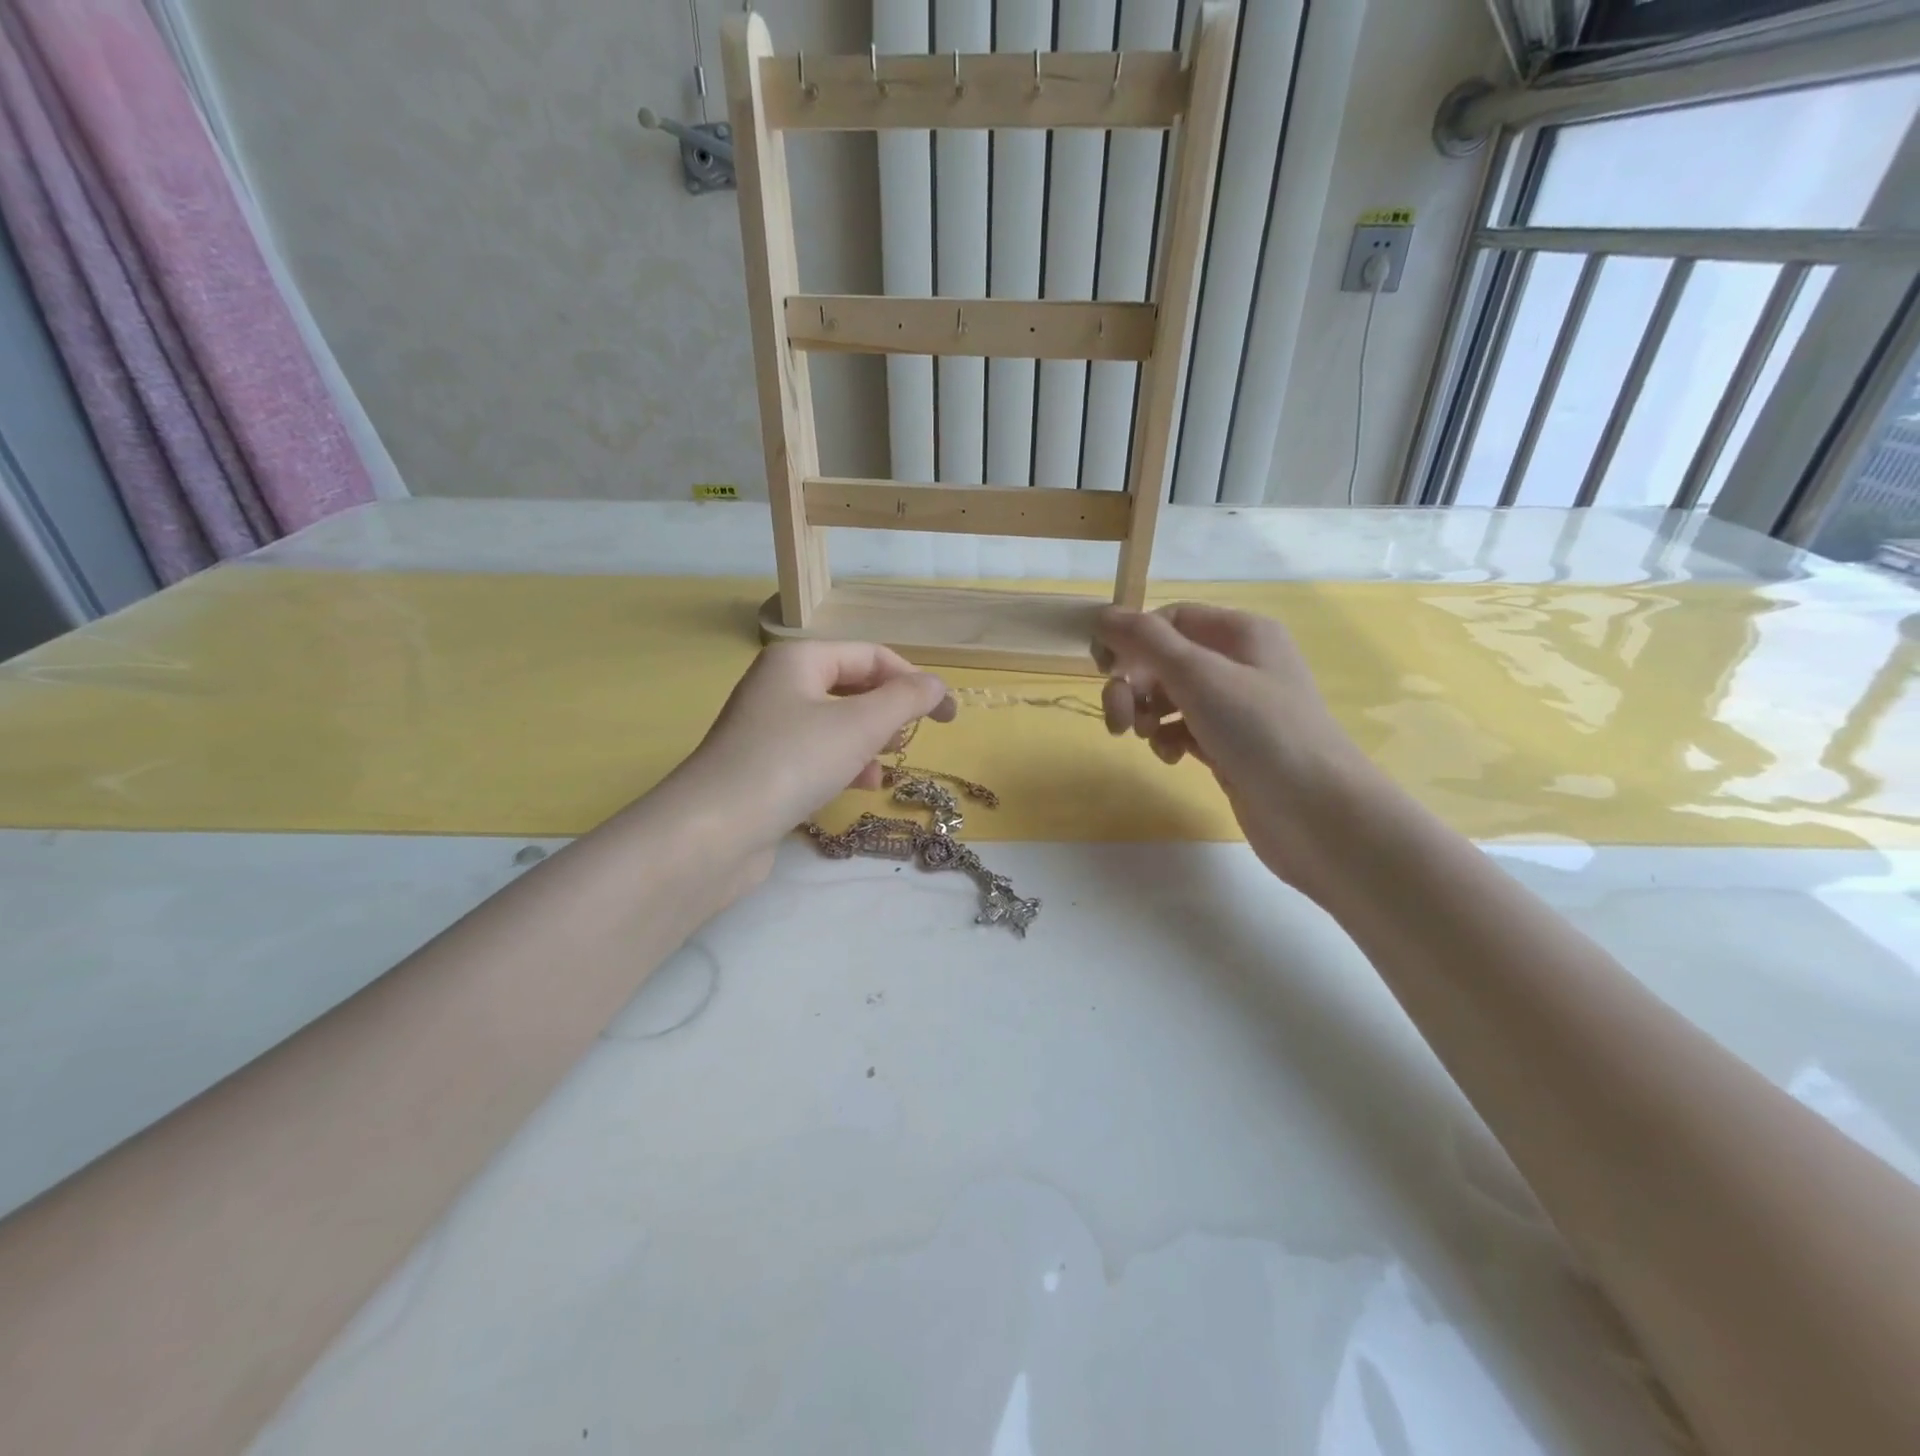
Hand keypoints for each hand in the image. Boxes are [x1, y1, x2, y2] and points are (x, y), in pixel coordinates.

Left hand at [656, 641, 954, 883]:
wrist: (713, 831)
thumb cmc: (792, 762)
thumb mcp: (860, 725)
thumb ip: (906, 700)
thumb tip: (937, 686)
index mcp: (798, 659)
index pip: (871, 655)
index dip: (914, 680)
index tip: (947, 715)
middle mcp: (779, 685)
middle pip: (852, 686)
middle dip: (889, 710)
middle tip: (915, 737)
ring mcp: (767, 727)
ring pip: (836, 722)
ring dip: (870, 739)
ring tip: (889, 764)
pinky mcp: (763, 766)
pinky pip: (816, 753)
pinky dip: (844, 763)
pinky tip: (861, 787)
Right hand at [1094, 603, 1384, 901]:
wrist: (1318, 813)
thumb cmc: (1261, 731)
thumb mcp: (1199, 676)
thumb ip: (1146, 642)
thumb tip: (1103, 616)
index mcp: (1241, 633)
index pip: (1171, 619)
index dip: (1133, 638)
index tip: (1102, 669)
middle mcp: (1241, 664)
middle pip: (1167, 659)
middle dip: (1135, 684)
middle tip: (1117, 717)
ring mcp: (1237, 708)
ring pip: (1172, 697)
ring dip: (1147, 713)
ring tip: (1143, 738)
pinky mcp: (1232, 746)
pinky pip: (1186, 730)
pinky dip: (1169, 739)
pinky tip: (1172, 757)